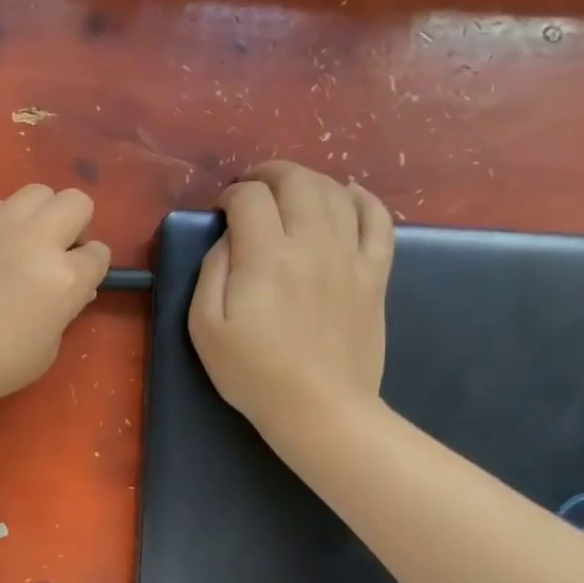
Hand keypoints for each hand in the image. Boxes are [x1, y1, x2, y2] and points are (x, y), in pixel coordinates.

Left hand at [0, 185, 110, 415]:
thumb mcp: (48, 349)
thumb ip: (66, 309)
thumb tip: (74, 287)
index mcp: (64, 278)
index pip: (99, 253)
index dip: (93, 269)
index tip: (80, 284)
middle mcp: (37, 240)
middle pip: (76, 202)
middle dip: (77, 226)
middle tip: (60, 255)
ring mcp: (0, 227)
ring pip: (39, 192)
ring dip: (43, 214)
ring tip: (29, 245)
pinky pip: (3, 204)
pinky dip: (10, 219)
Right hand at [190, 162, 394, 429]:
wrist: (320, 408)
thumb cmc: (252, 372)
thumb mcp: (204, 326)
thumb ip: (211, 271)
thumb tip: (229, 238)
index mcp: (265, 257)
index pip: (250, 198)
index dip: (231, 194)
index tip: (221, 210)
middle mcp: (311, 244)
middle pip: (297, 181)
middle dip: (269, 174)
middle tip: (252, 188)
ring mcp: (350, 257)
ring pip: (336, 192)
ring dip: (309, 180)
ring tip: (290, 191)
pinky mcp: (374, 274)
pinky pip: (378, 220)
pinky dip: (363, 198)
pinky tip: (348, 194)